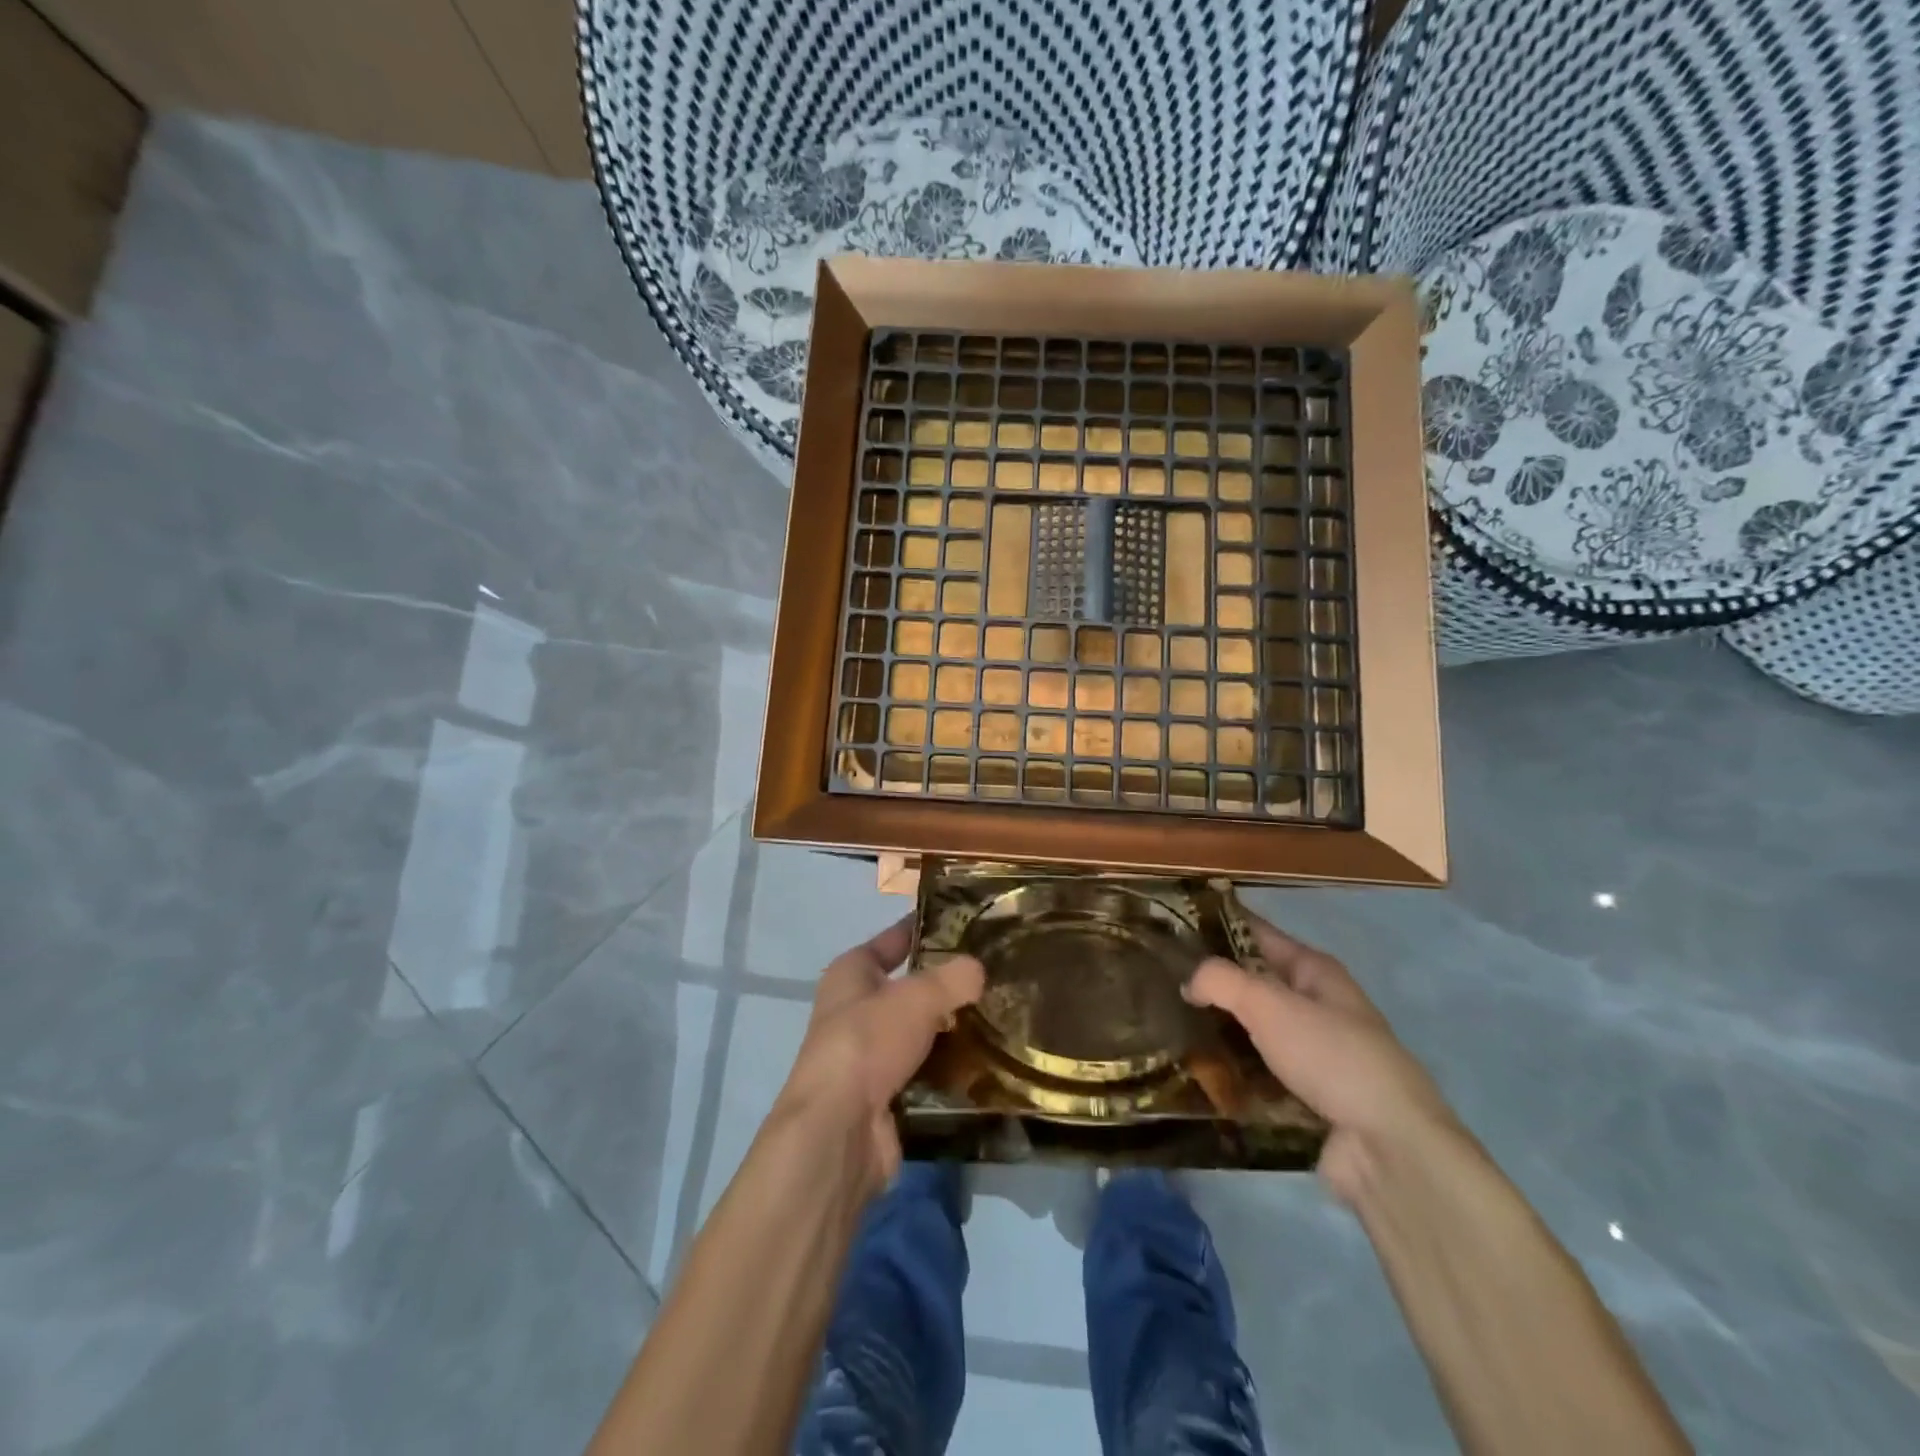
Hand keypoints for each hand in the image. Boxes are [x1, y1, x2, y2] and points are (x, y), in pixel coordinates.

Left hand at [773, 918, 984, 1193]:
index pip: (895, 939)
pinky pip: (927, 1072)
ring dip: (954, 1030)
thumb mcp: (917, 997)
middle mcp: (856, 1009)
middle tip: (997, 976)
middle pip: (911, 988)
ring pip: (922, 1032)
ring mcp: (870, 1055)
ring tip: (1002, 1018)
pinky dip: (951, 1069)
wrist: (839, 1132)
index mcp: (852, 972)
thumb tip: (978, 970)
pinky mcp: (886, 1095)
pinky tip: (988, 1063)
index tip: (967, 924)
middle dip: (949, 986)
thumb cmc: (868, 1043)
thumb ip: (953, 978)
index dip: (926, 929)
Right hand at [1186, 912, 1457, 1204]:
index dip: (1216, 925)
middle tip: (1160, 981)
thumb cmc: (1331, 1057)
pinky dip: (1233, 1072)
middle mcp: (1317, 1005)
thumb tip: (1188, 982)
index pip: (1256, 933)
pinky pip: (1259, 1072)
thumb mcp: (1269, 1004)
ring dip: (1219, 1029)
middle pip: (1254, 982)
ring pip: (1254, 1030)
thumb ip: (1220, 980)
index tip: (1171, 926)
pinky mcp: (1308, 1096)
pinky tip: (1197, 1073)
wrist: (1389, 1148)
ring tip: (1169, 1026)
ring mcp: (1314, 1053)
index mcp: (1314, 971)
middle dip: (1211, 982)